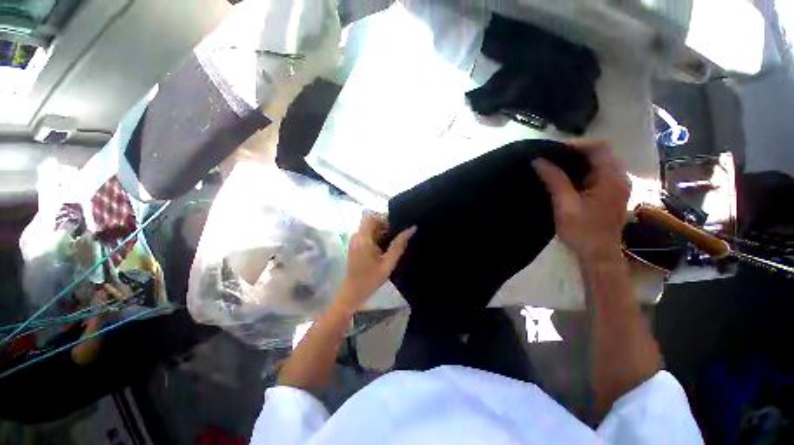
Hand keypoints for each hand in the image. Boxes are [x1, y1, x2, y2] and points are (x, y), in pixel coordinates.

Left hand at [335, 213, 415, 313]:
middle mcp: (356, 235)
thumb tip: (412, 229)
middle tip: (396, 238)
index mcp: (363, 238)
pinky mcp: (355, 244)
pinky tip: (383, 250)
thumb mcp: (388, 263)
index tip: (395, 227)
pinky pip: (367, 235)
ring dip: (381, 233)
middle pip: (371, 221)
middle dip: (385, 227)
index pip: (371, 216)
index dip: (384, 218)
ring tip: (391, 245)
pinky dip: (376, 238)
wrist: (353, 292)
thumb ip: (399, 245)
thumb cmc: (371, 279)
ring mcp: (354, 240)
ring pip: (370, 228)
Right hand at [533, 140, 629, 261]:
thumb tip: (538, 161)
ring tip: (555, 166)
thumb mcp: (565, 205)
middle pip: (600, 153)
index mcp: (611, 179)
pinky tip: (566, 179)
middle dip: (575, 152)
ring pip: (599, 163)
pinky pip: (598, 174)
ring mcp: (617, 186)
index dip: (576, 144)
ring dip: (578, 162)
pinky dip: (582, 171)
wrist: (598, 254)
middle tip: (551, 158)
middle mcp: (619, 178)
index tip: (553, 150)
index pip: (599, 148)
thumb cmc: (582, 231)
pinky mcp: (611, 194)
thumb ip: (554, 180)